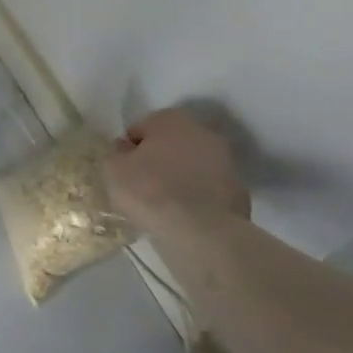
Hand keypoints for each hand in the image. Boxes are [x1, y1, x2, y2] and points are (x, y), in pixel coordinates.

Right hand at [105, 107, 249, 237]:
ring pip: (192, 167)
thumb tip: (127, 150)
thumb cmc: (149, 190)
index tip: (124, 169)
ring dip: (180, 178)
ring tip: (163, 204)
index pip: (140, 129)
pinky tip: (184, 216)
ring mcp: (227, 164)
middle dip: (158, 160)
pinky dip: (197, 199)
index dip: (129, 149)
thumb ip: (117, 153)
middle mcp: (203, 133)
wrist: (201, 232)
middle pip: (171, 145)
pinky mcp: (240, 194)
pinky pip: (208, 191)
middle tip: (142, 184)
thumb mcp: (112, 168)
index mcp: (171, 119)